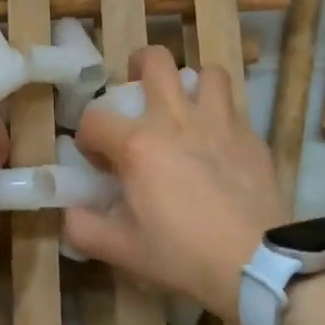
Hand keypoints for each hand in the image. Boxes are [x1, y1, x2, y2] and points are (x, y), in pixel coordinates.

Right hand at [65, 46, 283, 321]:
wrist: (255, 263)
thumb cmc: (182, 255)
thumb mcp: (121, 250)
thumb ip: (83, 229)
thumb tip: (70, 214)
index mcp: (137, 144)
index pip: (94, 119)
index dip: (88, 137)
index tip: (98, 160)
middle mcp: (175, 119)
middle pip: (155, 60)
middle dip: (139, 66)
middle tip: (138, 92)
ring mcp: (218, 122)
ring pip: (206, 73)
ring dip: (192, 84)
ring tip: (187, 108)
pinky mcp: (250, 136)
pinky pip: (234, 107)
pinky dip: (222, 115)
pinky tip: (220, 142)